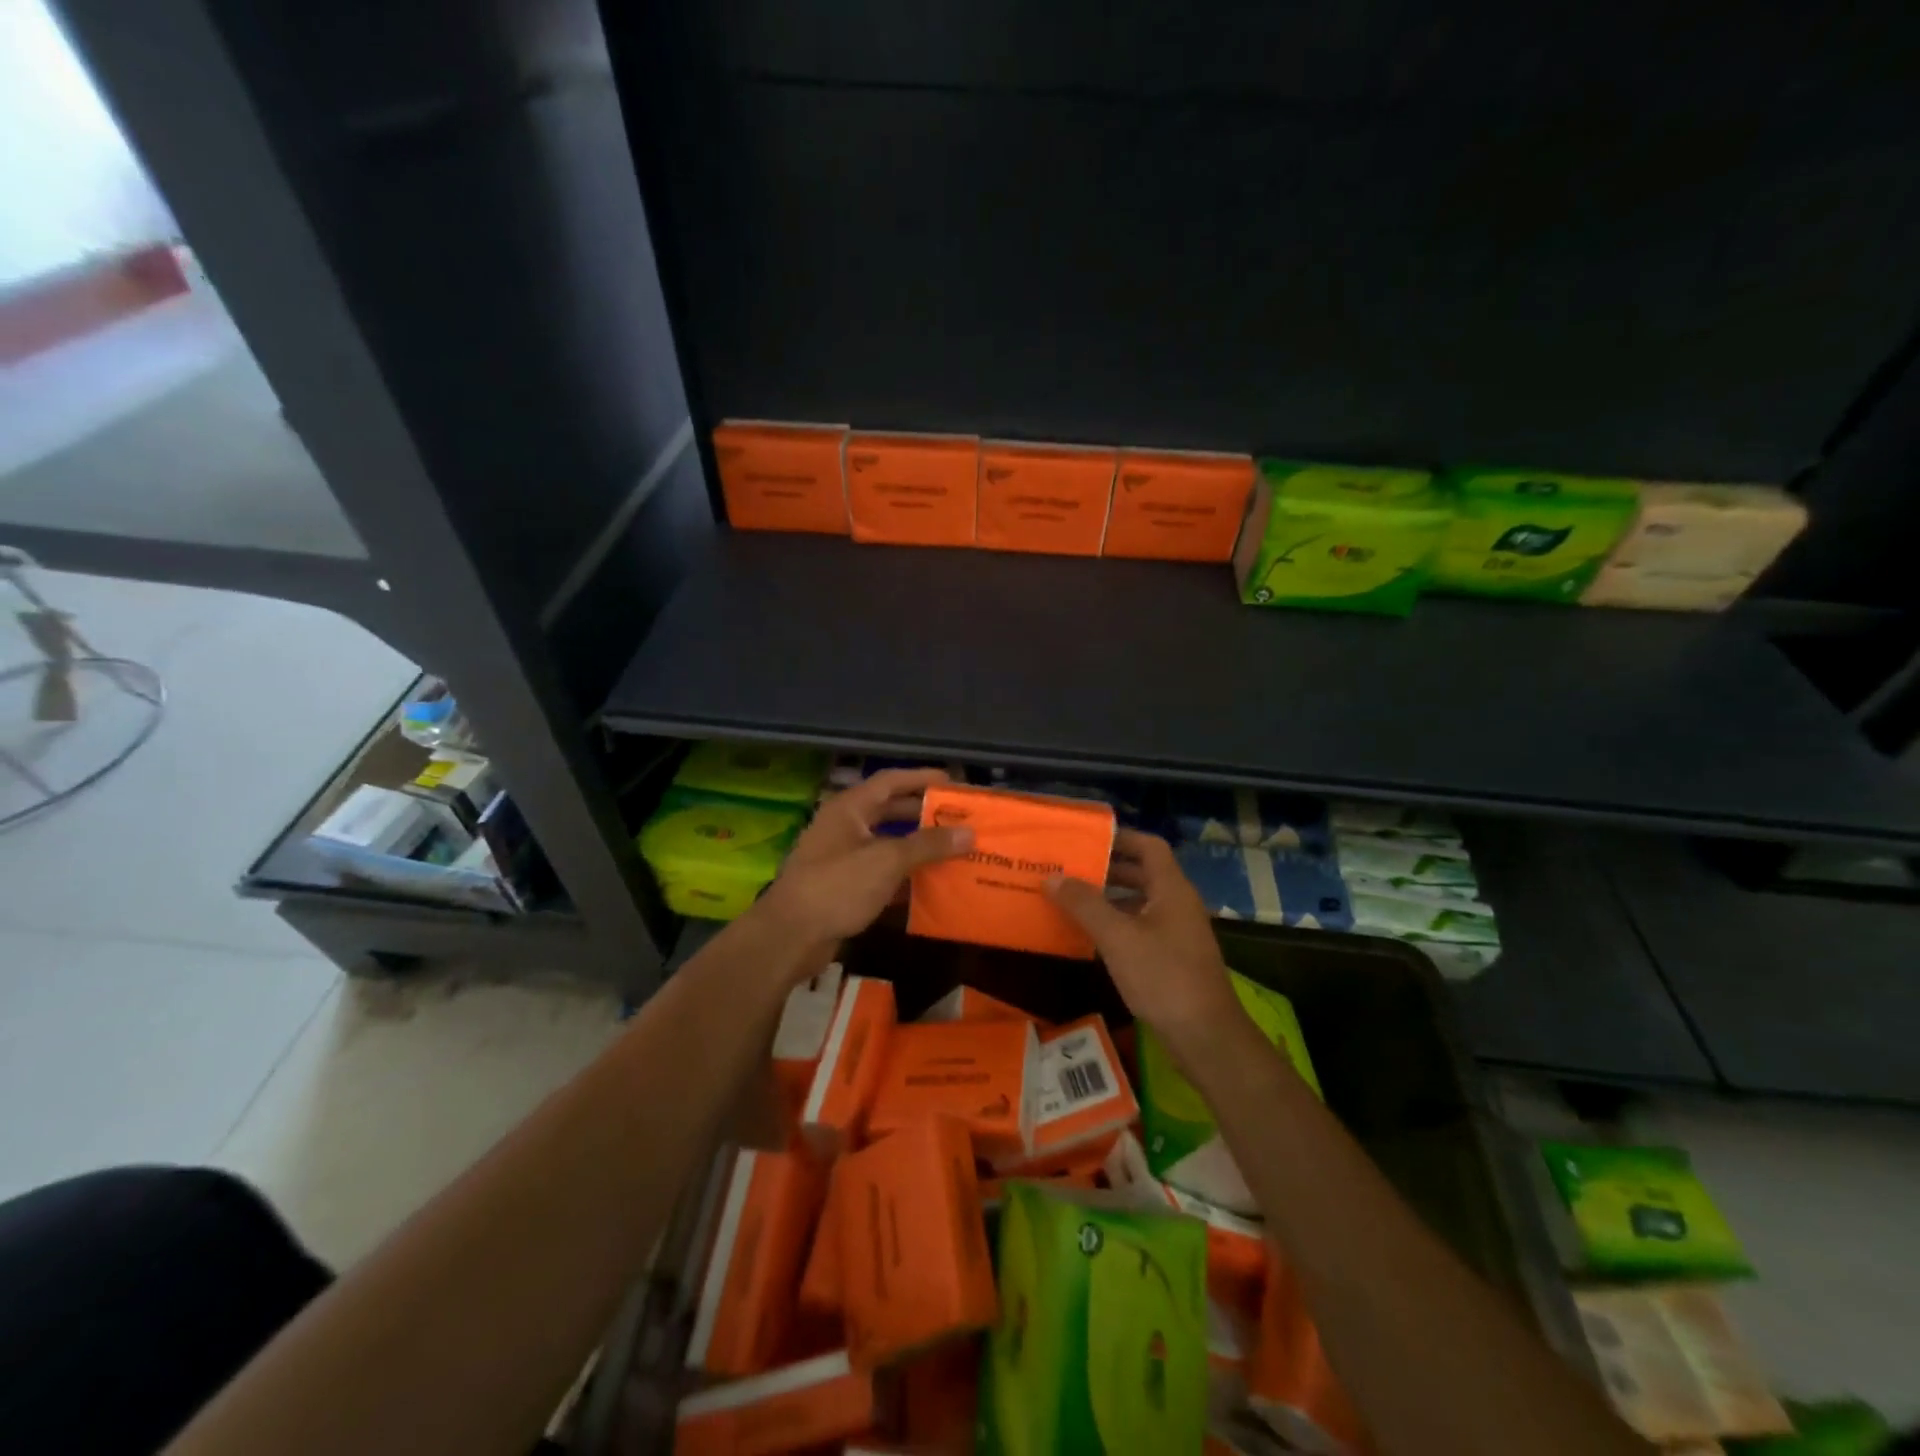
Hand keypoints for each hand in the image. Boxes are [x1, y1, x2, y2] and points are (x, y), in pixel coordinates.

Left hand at [754, 768, 972, 955]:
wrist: (790, 936)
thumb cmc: (837, 886)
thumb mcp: (887, 860)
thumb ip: (928, 845)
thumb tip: (969, 832)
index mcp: (849, 808)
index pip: (890, 781)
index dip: (922, 778)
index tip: (955, 784)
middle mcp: (844, 827)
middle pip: (890, 812)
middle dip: (924, 815)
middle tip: (960, 820)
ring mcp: (842, 858)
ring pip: (887, 845)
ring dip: (917, 848)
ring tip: (954, 851)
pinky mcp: (843, 888)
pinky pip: (880, 874)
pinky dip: (904, 877)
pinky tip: (931, 887)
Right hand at [1046, 829, 1242, 1058]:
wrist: (1205, 1036)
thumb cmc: (1163, 977)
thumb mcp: (1117, 937)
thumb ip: (1085, 904)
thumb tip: (1053, 877)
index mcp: (1172, 889)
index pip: (1149, 846)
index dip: (1121, 837)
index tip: (1086, 839)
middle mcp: (1178, 904)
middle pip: (1143, 873)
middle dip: (1108, 868)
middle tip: (1071, 867)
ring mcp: (1178, 932)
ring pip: (1141, 902)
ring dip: (1110, 897)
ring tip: (1072, 898)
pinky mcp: (1173, 958)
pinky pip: (1141, 927)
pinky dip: (1117, 924)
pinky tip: (1090, 935)